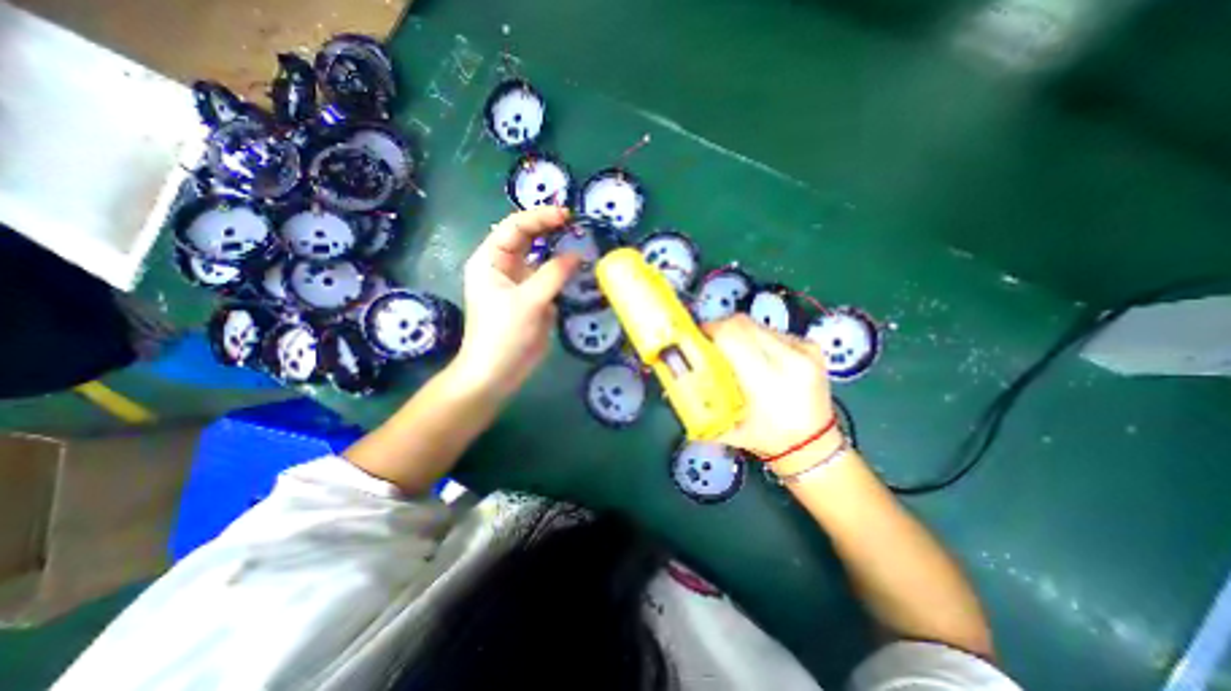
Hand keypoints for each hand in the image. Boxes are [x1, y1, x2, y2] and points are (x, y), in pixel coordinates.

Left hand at [450, 206, 583, 397]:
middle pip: (528, 239)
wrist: (497, 373)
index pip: (515, 227)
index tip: (567, 216)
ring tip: (582, 244)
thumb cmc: (503, 334)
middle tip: (578, 226)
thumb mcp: (528, 301)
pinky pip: (550, 279)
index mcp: (491, 260)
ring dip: (559, 251)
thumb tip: (577, 255)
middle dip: (550, 230)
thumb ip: (554, 274)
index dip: (540, 217)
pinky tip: (579, 270)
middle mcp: (504, 267)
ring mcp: (520, 284)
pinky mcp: (533, 299)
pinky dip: (564, 273)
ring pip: (541, 259)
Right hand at [702, 316, 835, 459]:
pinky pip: (772, 331)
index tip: (695, 338)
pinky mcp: (810, 345)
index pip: (732, 336)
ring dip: (738, 334)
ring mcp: (804, 349)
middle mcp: (790, 358)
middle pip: (742, 324)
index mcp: (768, 380)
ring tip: (732, 352)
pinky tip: (755, 357)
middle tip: (708, 343)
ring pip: (756, 325)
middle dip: (719, 329)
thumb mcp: (728, 427)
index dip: (709, 331)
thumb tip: (675, 382)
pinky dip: (756, 339)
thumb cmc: (767, 439)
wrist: (815, 445)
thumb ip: (701, 403)